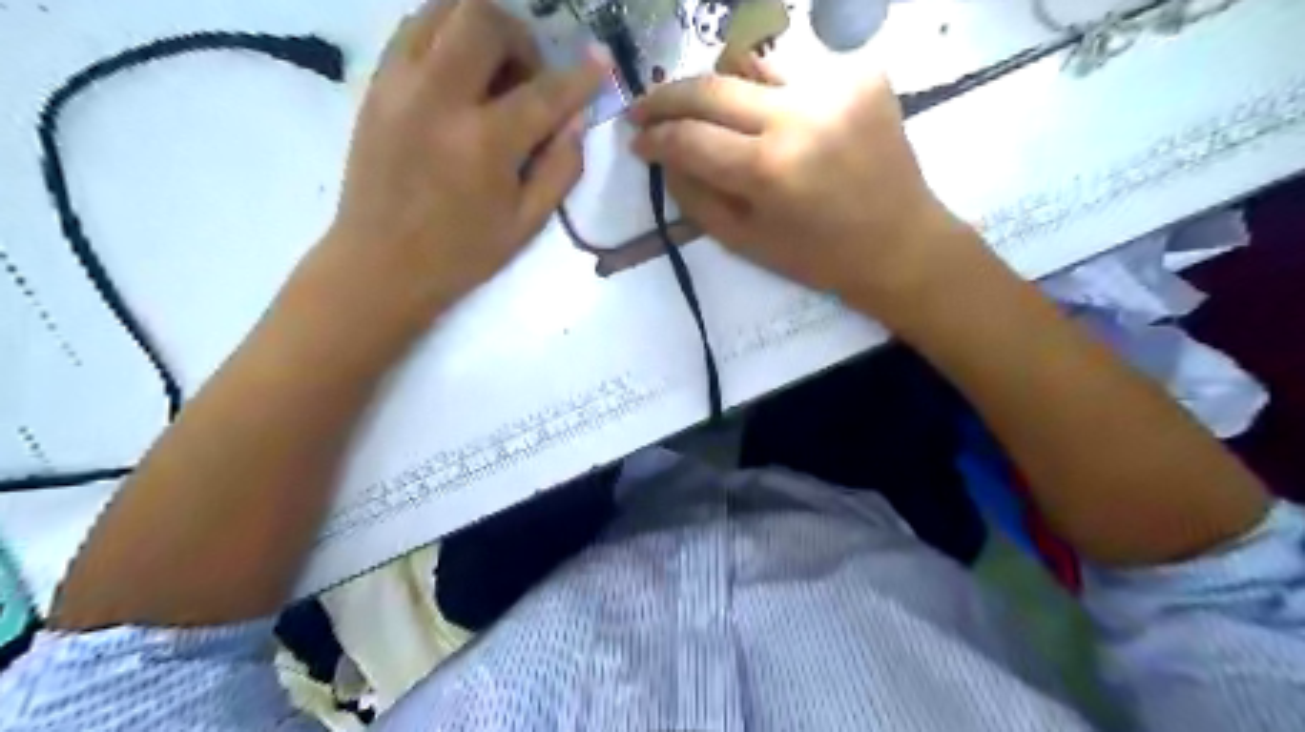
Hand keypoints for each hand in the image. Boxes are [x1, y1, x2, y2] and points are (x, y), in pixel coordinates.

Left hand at [327, 0, 611, 327]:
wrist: (380, 265)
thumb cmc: (461, 253)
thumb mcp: (526, 223)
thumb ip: (561, 168)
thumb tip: (577, 120)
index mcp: (484, 143)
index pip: (544, 92)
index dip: (581, 76)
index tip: (601, 61)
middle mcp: (439, 98)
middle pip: (483, 19)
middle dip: (520, 37)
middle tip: (529, 77)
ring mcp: (399, 84)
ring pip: (441, 9)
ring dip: (479, 29)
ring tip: (492, 73)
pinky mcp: (375, 86)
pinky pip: (413, 31)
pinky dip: (445, 38)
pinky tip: (458, 77)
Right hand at [629, 58, 979, 325]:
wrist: (899, 244)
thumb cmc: (818, 257)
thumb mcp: (745, 241)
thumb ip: (694, 197)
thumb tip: (663, 157)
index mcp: (770, 170)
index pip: (689, 137)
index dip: (654, 137)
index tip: (636, 140)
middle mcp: (800, 115)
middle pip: (712, 86)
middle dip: (667, 97)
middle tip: (645, 109)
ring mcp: (836, 86)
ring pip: (750, 67)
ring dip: (719, 90)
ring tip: (707, 114)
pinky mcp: (863, 73)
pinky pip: (794, 72)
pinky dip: (770, 93)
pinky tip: (771, 119)